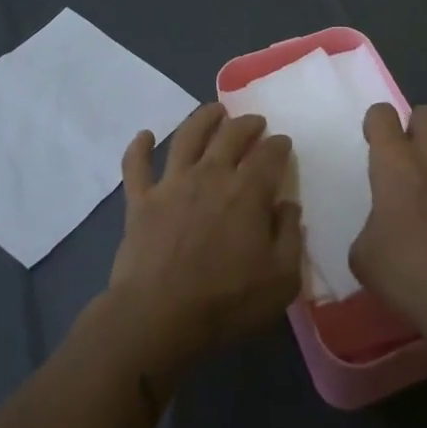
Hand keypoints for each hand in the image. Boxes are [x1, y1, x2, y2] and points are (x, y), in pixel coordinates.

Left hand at [103, 104, 303, 372]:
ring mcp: (172, 184)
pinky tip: (144, 135)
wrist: (158, 317)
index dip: (279, 145)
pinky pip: (136, 166)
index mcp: (248, 192)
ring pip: (188, 137)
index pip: (269, 155)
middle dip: (247, 124)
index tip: (283, 143)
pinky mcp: (140, 200)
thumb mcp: (281, 279)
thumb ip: (290, 237)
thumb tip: (287, 205)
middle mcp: (211, 175)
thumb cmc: (226, 302)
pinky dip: (139, 147)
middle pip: (231, 135)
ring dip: (203, 119)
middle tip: (254, 122)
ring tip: (214, 110)